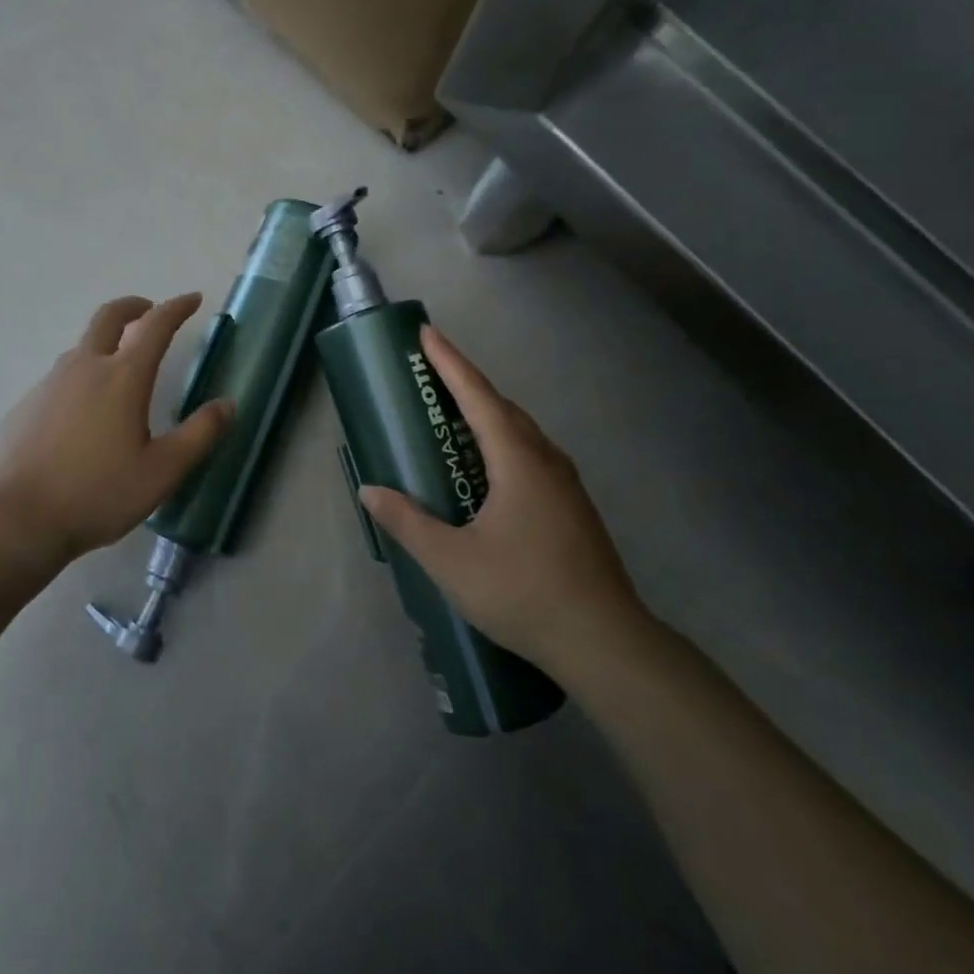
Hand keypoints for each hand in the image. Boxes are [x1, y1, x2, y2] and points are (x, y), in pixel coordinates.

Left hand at [0, 293, 233, 564]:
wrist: (18, 519)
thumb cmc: (98, 493)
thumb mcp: (163, 471)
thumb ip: (200, 434)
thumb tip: (227, 404)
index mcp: (123, 378)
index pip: (155, 326)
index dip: (176, 308)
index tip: (192, 299)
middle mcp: (85, 368)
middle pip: (109, 317)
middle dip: (134, 306)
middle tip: (149, 312)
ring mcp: (50, 384)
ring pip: (82, 347)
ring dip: (106, 343)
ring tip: (120, 370)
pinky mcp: (26, 405)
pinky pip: (60, 379)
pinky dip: (81, 378)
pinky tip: (83, 415)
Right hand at [358, 326, 647, 669]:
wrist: (604, 641)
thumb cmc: (523, 592)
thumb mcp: (450, 561)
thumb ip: (407, 522)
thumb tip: (370, 491)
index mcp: (517, 460)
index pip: (477, 396)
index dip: (449, 362)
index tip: (427, 333)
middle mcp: (545, 459)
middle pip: (500, 407)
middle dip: (464, 385)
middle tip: (429, 376)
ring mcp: (565, 483)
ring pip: (519, 432)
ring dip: (485, 415)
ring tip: (450, 420)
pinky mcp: (572, 506)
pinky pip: (529, 455)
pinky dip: (500, 443)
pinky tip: (485, 470)